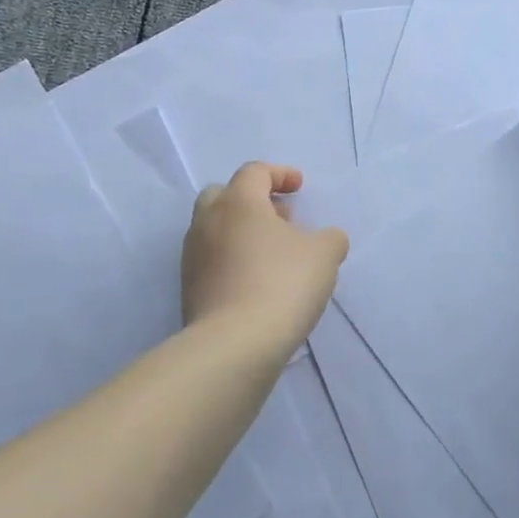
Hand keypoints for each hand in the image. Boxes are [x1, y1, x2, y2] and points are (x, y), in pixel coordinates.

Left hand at [182, 163, 349, 351]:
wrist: (234, 345)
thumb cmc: (282, 284)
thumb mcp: (324, 255)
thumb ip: (329, 238)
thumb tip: (325, 239)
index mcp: (238, 202)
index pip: (255, 172)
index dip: (280, 174)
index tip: (299, 186)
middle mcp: (208, 222)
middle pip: (223, 195)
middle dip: (252, 199)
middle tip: (280, 216)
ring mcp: (193, 256)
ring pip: (214, 229)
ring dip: (241, 231)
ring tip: (273, 252)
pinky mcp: (189, 288)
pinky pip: (212, 260)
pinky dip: (233, 259)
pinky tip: (258, 280)